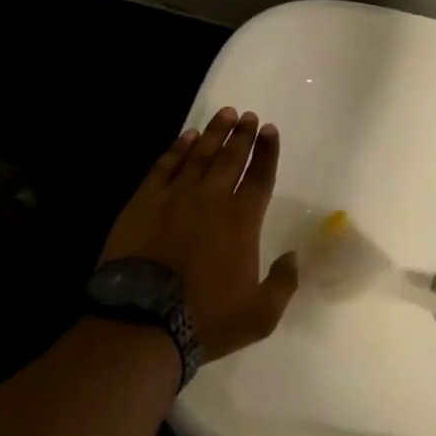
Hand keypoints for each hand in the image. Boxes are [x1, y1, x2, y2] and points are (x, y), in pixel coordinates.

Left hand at [99, 107, 298, 362]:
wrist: (142, 321)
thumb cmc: (206, 319)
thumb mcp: (260, 315)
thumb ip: (283, 283)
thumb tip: (293, 257)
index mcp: (242, 221)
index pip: (260, 177)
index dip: (267, 152)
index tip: (270, 130)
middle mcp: (212, 199)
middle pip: (231, 158)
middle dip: (242, 134)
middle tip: (247, 115)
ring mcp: (175, 197)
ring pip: (199, 155)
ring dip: (214, 133)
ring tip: (224, 114)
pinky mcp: (144, 202)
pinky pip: (165, 167)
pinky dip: (177, 149)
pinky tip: (186, 137)